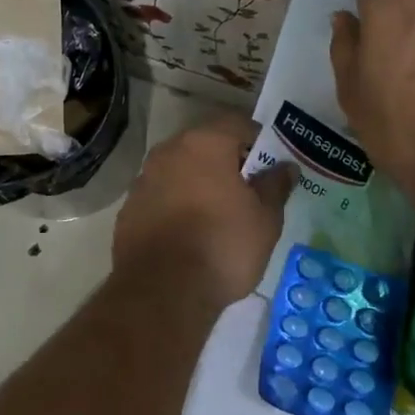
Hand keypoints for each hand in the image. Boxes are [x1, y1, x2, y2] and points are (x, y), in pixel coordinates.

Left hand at [113, 113, 295, 309]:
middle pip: (204, 145)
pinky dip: (176, 205)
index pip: (236, 123)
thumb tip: (286, 167)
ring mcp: (143, 180)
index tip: (271, 164)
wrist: (162, 291)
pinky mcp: (128, 210)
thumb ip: (275, 186)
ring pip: (179, 171)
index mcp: (204, 143)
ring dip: (198, 183)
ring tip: (219, 214)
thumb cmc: (222, 246)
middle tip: (248, 189)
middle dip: (227, 161)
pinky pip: (160, 197)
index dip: (258, 140)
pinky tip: (189, 233)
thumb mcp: (265, 219)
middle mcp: (168, 152)